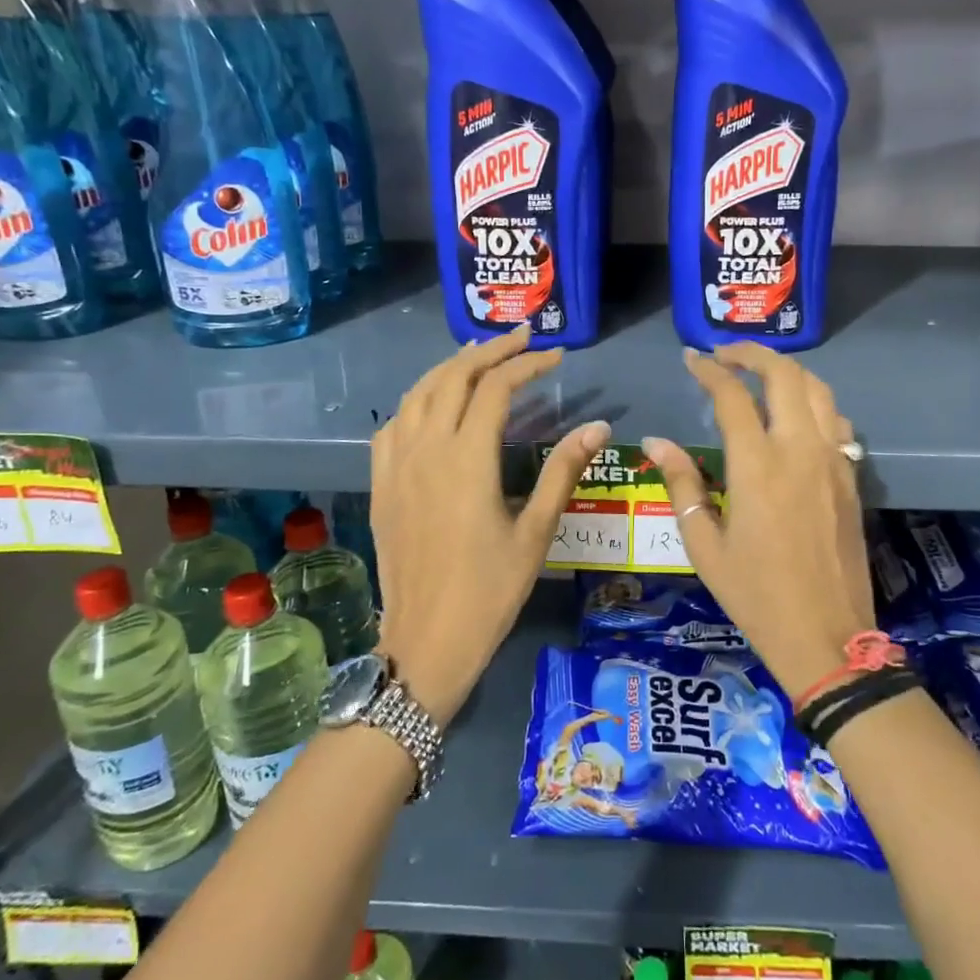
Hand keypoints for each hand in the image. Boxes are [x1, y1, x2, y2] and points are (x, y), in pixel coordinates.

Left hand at [371, 326, 608, 723]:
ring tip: (481, 356)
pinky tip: (433, 405)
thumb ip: (563, 471)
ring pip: (418, 392)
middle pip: (453, 377)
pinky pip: (394, 423)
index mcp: (467, 459)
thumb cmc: (489, 591)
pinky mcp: (381, 483)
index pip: (497, 388)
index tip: (556, 356)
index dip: (528, 364)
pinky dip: (418, 400)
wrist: (425, 642)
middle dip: (490, 351)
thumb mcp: (535, 532)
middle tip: (523, 338)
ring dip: (451, 367)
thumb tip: (598, 426)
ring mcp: (396, 464)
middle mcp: (426, 449)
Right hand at [643, 345, 873, 701]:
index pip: (732, 396)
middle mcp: (799, 450)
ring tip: (759, 374)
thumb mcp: (704, 545)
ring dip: (787, 371)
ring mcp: (833, 461)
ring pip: (818, 390)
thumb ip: (682, 484)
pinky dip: (813, 402)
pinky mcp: (851, 477)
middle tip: (724, 355)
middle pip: (784, 375)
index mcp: (757, 466)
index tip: (690, 359)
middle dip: (752, 353)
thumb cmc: (755, 594)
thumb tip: (657, 442)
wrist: (826, 636)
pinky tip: (795, 415)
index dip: (709, 371)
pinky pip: (836, 421)